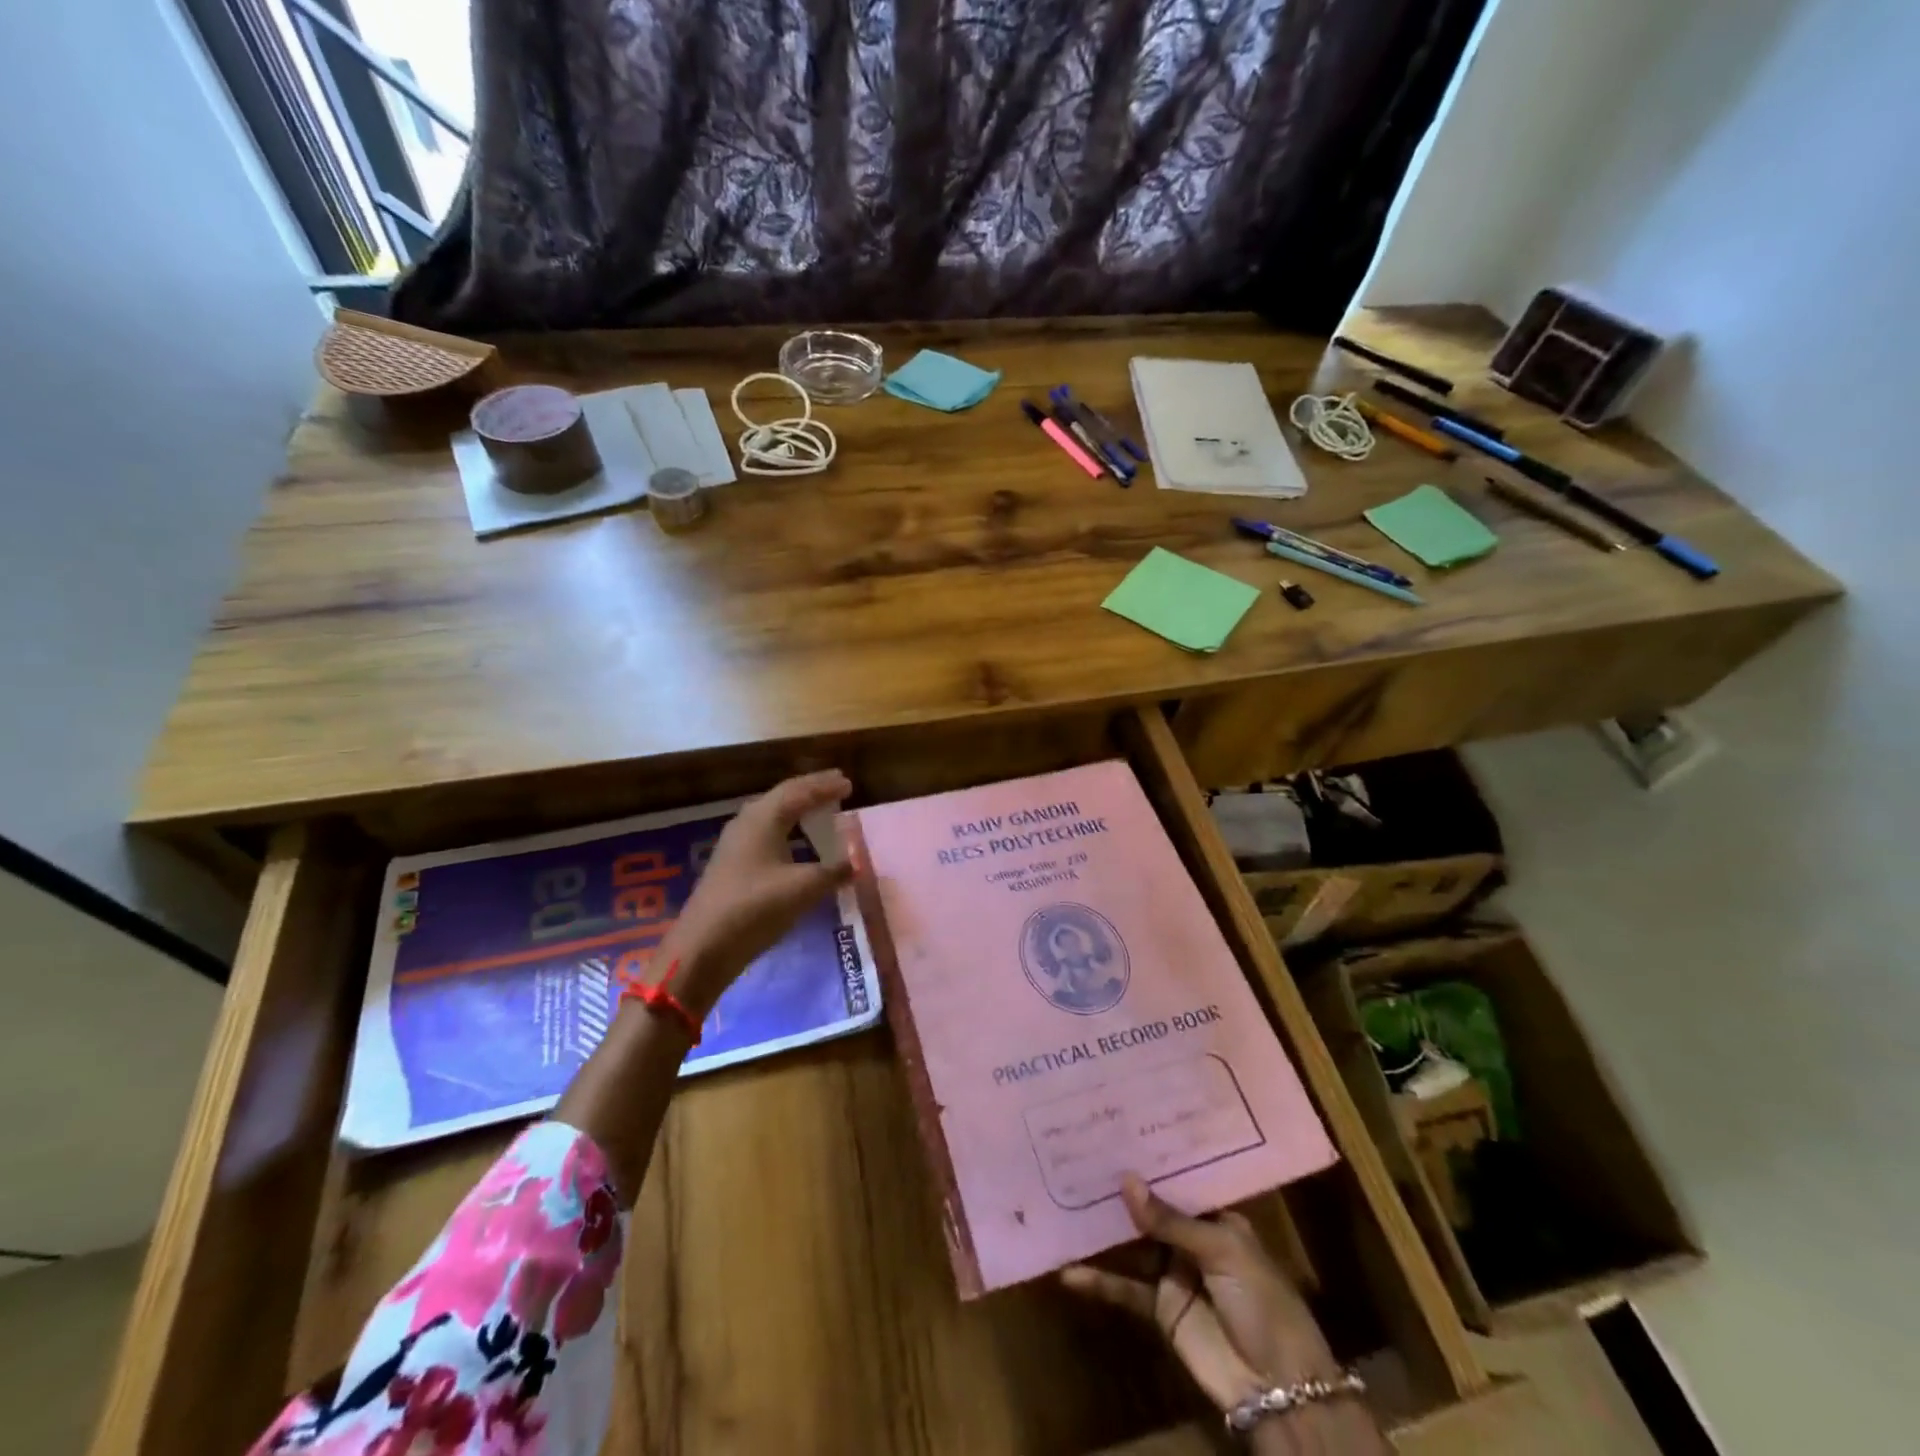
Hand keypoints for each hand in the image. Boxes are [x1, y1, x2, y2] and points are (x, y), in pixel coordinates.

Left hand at [663, 770, 854, 1016]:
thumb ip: (833, 872)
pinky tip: (796, 843)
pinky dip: (787, 830)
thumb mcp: (803, 888)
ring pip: (772, 815)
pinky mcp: (732, 865)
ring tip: (819, 809)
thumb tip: (857, 863)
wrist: (703, 947)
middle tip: (836, 786)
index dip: (825, 786)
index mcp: (764, 818)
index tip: (849, 783)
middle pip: (783, 796)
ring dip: (797, 809)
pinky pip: (766, 834)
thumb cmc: (755, 908)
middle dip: (811, 790)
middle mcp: (747, 823)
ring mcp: (735, 844)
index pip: (799, 791)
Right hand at [1061, 1175, 1336, 1413]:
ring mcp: (1174, 1274)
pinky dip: (1099, 1282)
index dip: (1150, 1162)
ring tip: (1064, 1203)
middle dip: (1120, 1191)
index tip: (1115, 1134)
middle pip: (1150, 1211)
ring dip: (1103, 1231)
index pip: (1178, 1182)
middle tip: (1078, 1159)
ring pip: (1132, 1245)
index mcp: (1216, 1217)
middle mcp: (1192, 1240)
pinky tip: (1069, 1274)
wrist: (1279, 1386)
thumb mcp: (1221, 1251)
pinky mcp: (1161, 1310)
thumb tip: (1126, 1180)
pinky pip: (1126, 1289)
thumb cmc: (1262, 1302)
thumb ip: (1171, 1221)